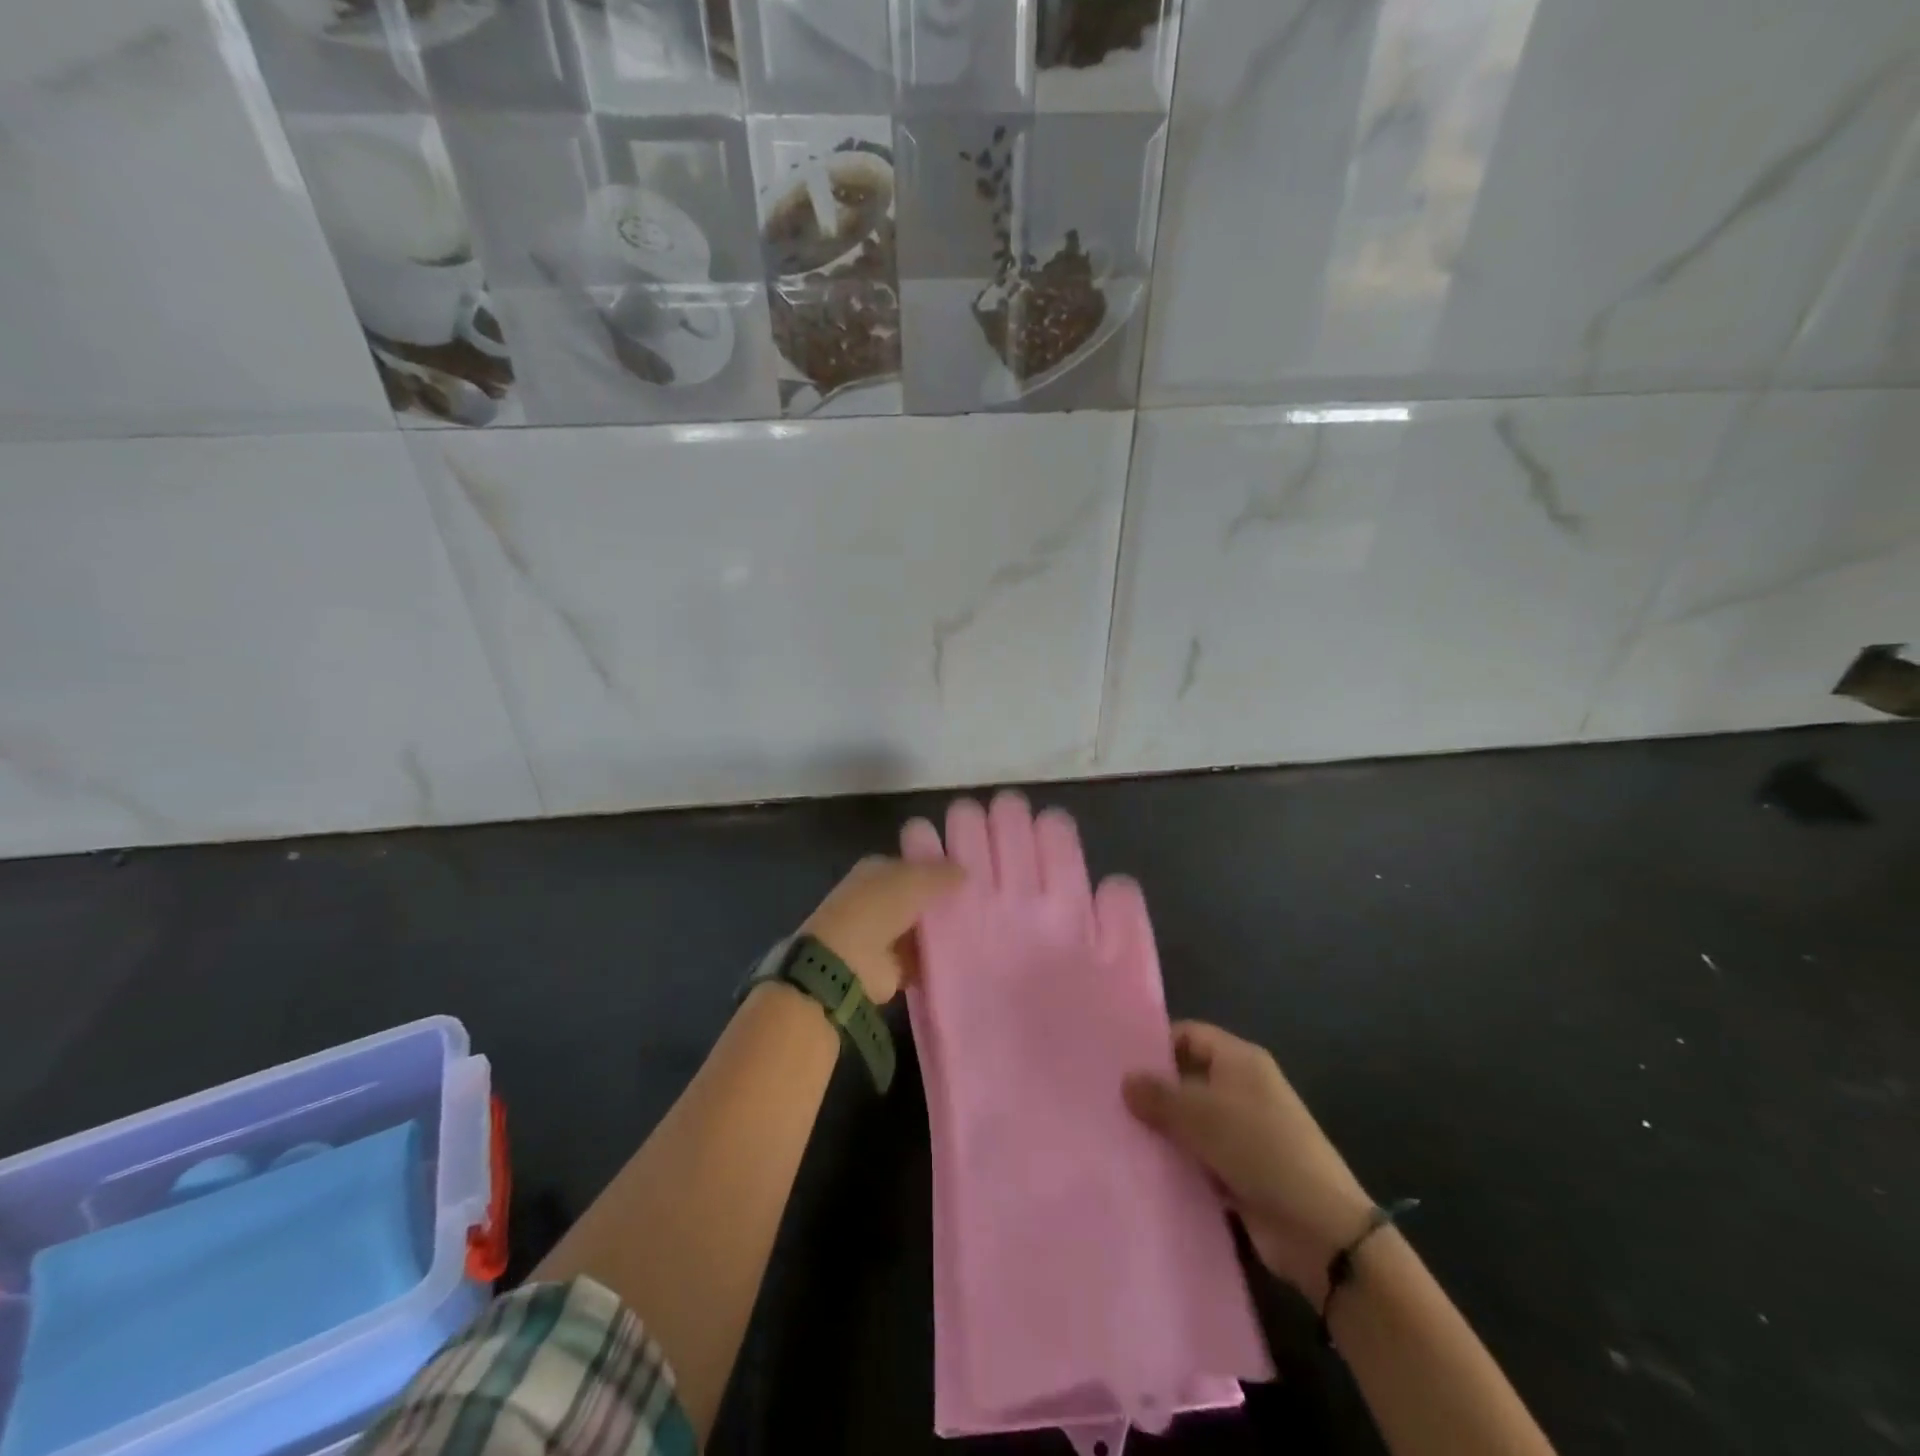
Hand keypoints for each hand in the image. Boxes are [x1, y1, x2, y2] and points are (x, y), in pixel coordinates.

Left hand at [802, 855, 963, 1004]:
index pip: (910, 865)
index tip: (966, 876)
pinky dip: (936, 960)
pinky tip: (963, 957)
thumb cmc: (877, 908)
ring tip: (978, 930)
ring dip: (941, 933)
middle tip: (978, 904)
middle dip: (941, 902)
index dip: (936, 869)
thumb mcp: (914, 880)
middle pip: (916, 899)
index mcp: (875, 871)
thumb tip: (964, 871)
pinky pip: (920, 959)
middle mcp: (876, 900)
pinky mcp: (889, 967)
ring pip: (920, 930)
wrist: (845, 963)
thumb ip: (941, 873)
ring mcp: (881, 935)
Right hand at [1124, 1022, 1373, 1301]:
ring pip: (1192, 1121)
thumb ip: (1159, 1095)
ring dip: (1164, 1131)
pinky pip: (1200, 1157)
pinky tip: (1145, 1169)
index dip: (1156, 1045)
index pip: (1189, 1035)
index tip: (1118, 1062)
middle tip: (1109, 1100)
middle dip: (1154, 1090)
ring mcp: (1244, 1132)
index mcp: (1240, 1060)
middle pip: (1188, 1078)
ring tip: (1117, 1135)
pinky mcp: (1241, 1171)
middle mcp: (1242, 1089)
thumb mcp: (1201, 1115)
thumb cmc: (1259, 1149)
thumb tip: (1125, 1080)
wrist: (1319, 1229)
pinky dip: (1179, 1162)